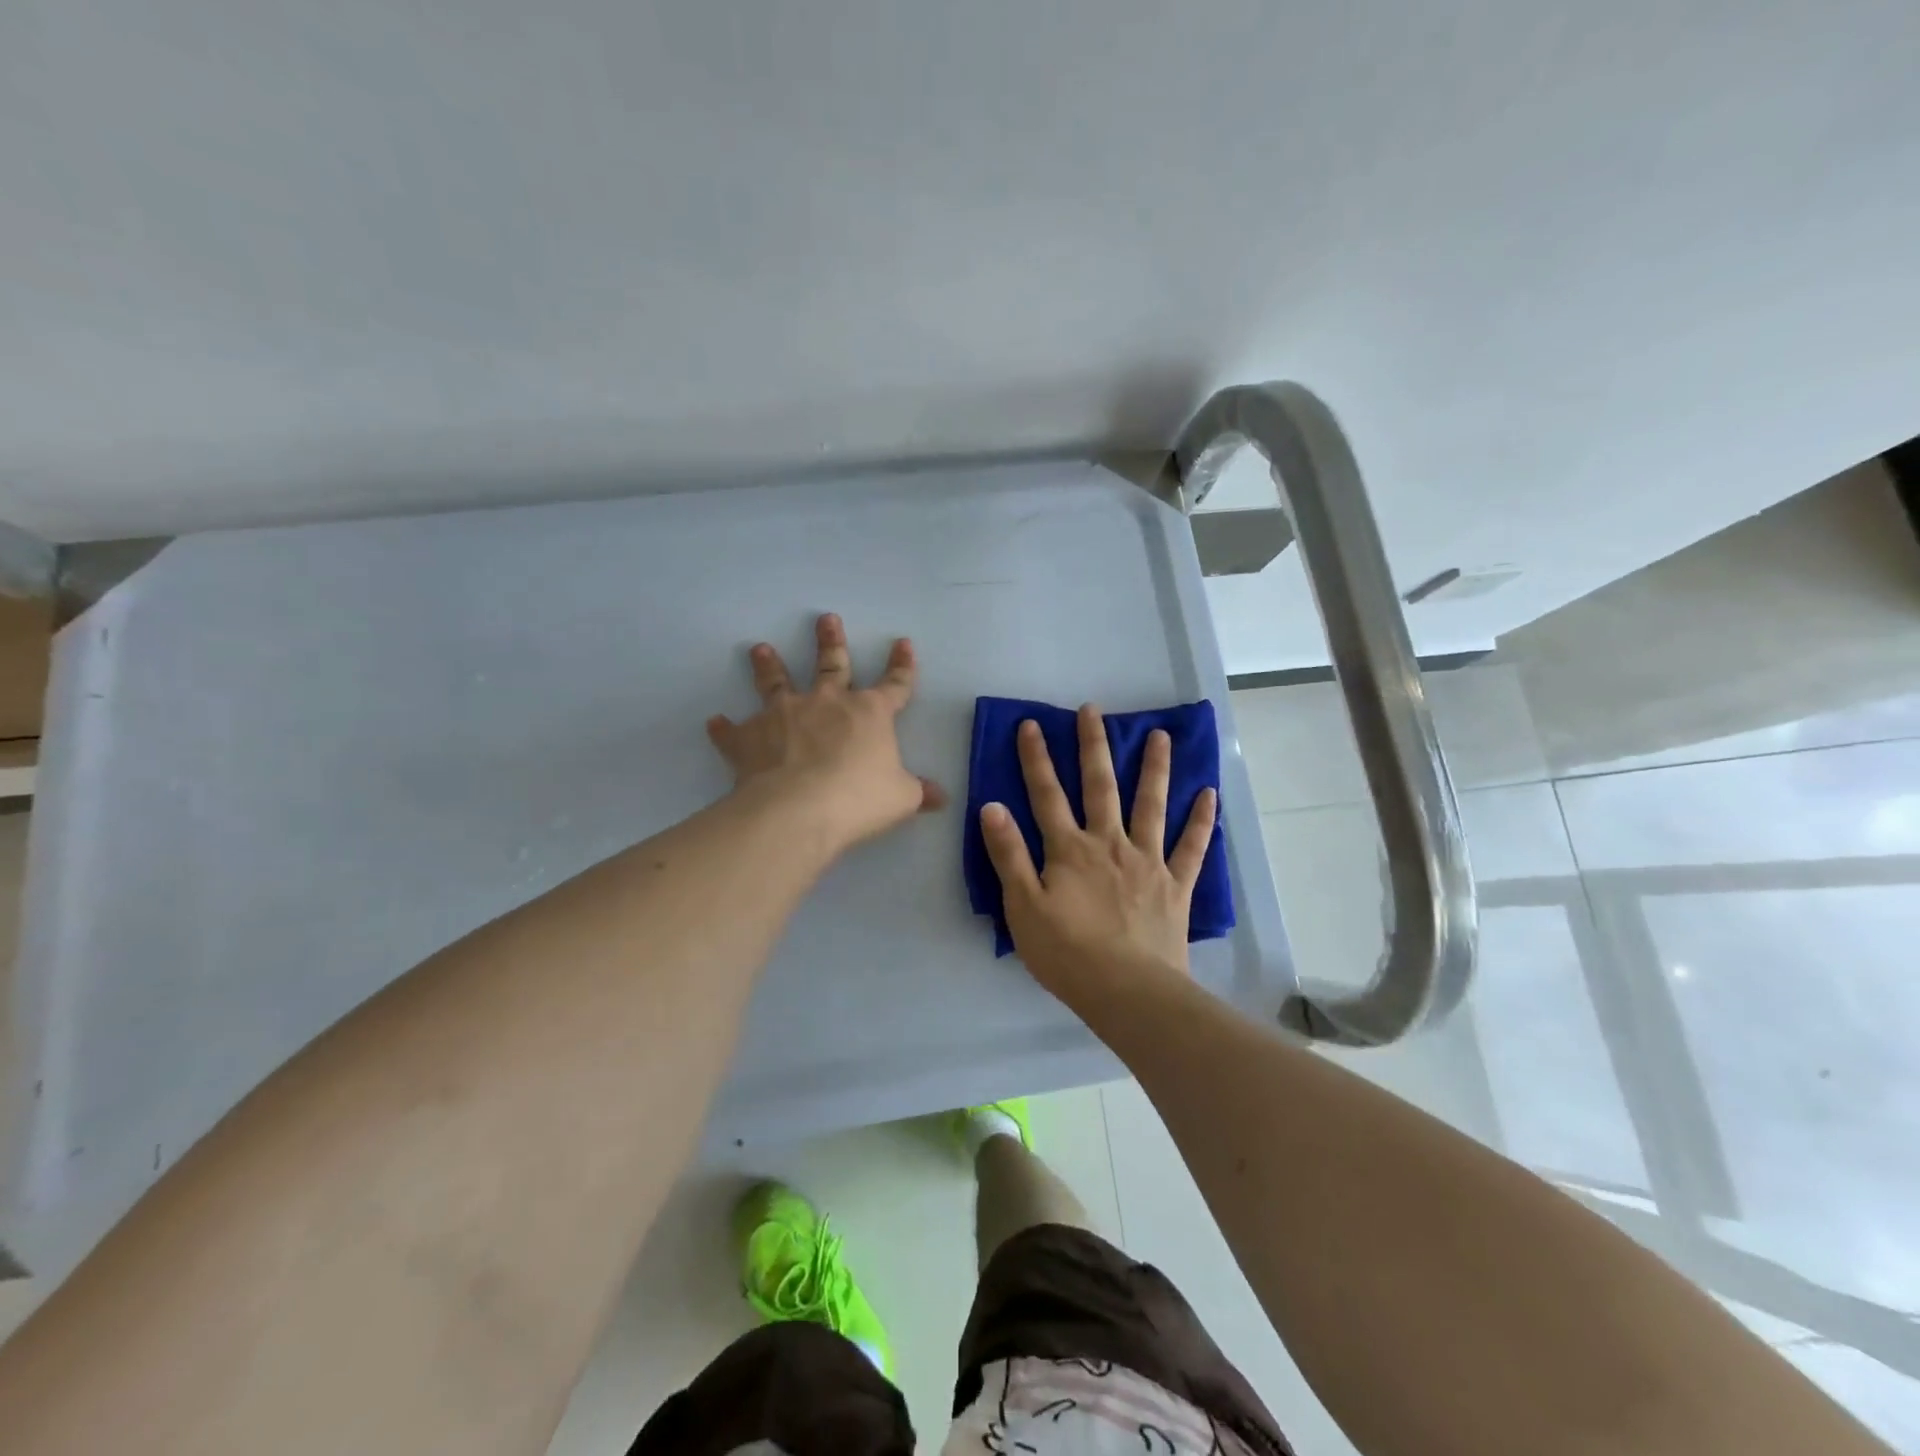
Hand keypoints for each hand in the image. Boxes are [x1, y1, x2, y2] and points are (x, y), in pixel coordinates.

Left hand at [707, 613, 946, 851]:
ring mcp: (784, 715)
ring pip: (776, 682)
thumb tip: (941, 797)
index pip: (895, 685)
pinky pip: (734, 731)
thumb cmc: (859, 799)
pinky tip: (715, 722)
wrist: (798, 810)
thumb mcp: (901, 798)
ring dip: (768, 665)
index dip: (902, 666)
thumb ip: (919, 792)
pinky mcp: (750, 737)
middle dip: (830, 641)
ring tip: (760, 648)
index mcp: (869, 713)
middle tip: (825, 618)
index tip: (903, 643)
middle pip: (831, 665)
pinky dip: (725, 728)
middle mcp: (826, 703)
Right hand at [979, 705, 1216, 1006]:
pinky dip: (1201, 820)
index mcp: (1069, 849)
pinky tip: (1209, 794)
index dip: (1036, 758)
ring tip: (1159, 736)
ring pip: (1151, 805)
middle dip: (1093, 746)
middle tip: (1093, 710)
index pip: (1046, 794)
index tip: (1032, 724)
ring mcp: (1147, 861)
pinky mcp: (1175, 885)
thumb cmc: (1067, 954)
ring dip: (1154, 768)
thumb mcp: (1022, 907)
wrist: (1128, 992)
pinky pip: (1192, 847)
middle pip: (1100, 786)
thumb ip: (1008, 855)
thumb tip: (992, 806)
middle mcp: (1109, 843)